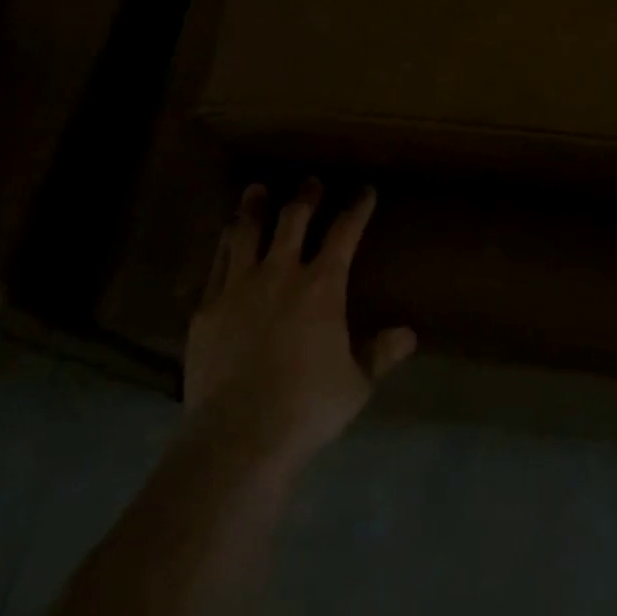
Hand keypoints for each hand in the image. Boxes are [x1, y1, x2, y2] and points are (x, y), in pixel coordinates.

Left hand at [184, 180, 416, 472]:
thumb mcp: (356, 383)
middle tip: (310, 181)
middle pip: (293, 220)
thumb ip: (380, 353)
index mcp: (321, 286)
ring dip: (254, 208)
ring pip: (246, 233)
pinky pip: (217, 265)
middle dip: (305, 197)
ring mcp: (238, 287)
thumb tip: (409, 334)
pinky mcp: (207, 308)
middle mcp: (280, 273)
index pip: (345, 233)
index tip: (364, 190)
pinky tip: (225, 239)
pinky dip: (224, 246)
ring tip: (256, 189)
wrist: (239, 434)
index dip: (357, 208)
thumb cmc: (307, 407)